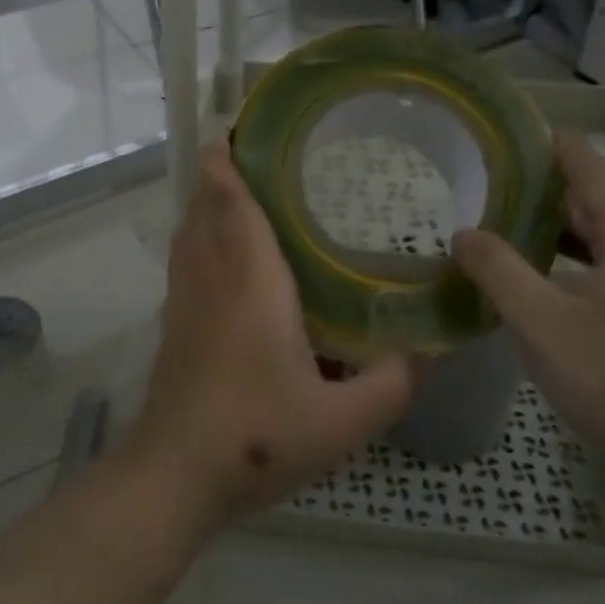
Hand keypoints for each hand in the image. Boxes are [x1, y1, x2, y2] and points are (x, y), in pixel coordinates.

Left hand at [125, 141, 414, 527]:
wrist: (176, 475)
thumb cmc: (258, 437)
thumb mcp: (343, 421)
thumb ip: (394, 382)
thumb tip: (431, 350)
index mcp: (249, 280)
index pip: (231, 200)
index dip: (229, 159)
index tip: (242, 128)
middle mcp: (210, 277)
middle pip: (205, 206)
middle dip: (222, 172)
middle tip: (262, 154)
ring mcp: (183, 300)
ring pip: (188, 231)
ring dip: (208, 203)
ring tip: (246, 193)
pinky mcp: (173, 324)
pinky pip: (184, 260)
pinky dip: (200, 237)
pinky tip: (229, 258)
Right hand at [452, 131, 604, 497]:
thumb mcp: (544, 321)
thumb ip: (498, 270)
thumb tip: (462, 231)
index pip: (583, 161)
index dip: (540, 141)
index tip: (491, 128)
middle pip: (584, 195)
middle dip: (531, 183)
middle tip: (471, 173)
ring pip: (586, 235)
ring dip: (540, 224)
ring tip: (484, 215)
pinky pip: (588, 267)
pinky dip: (552, 259)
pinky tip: (517, 273)